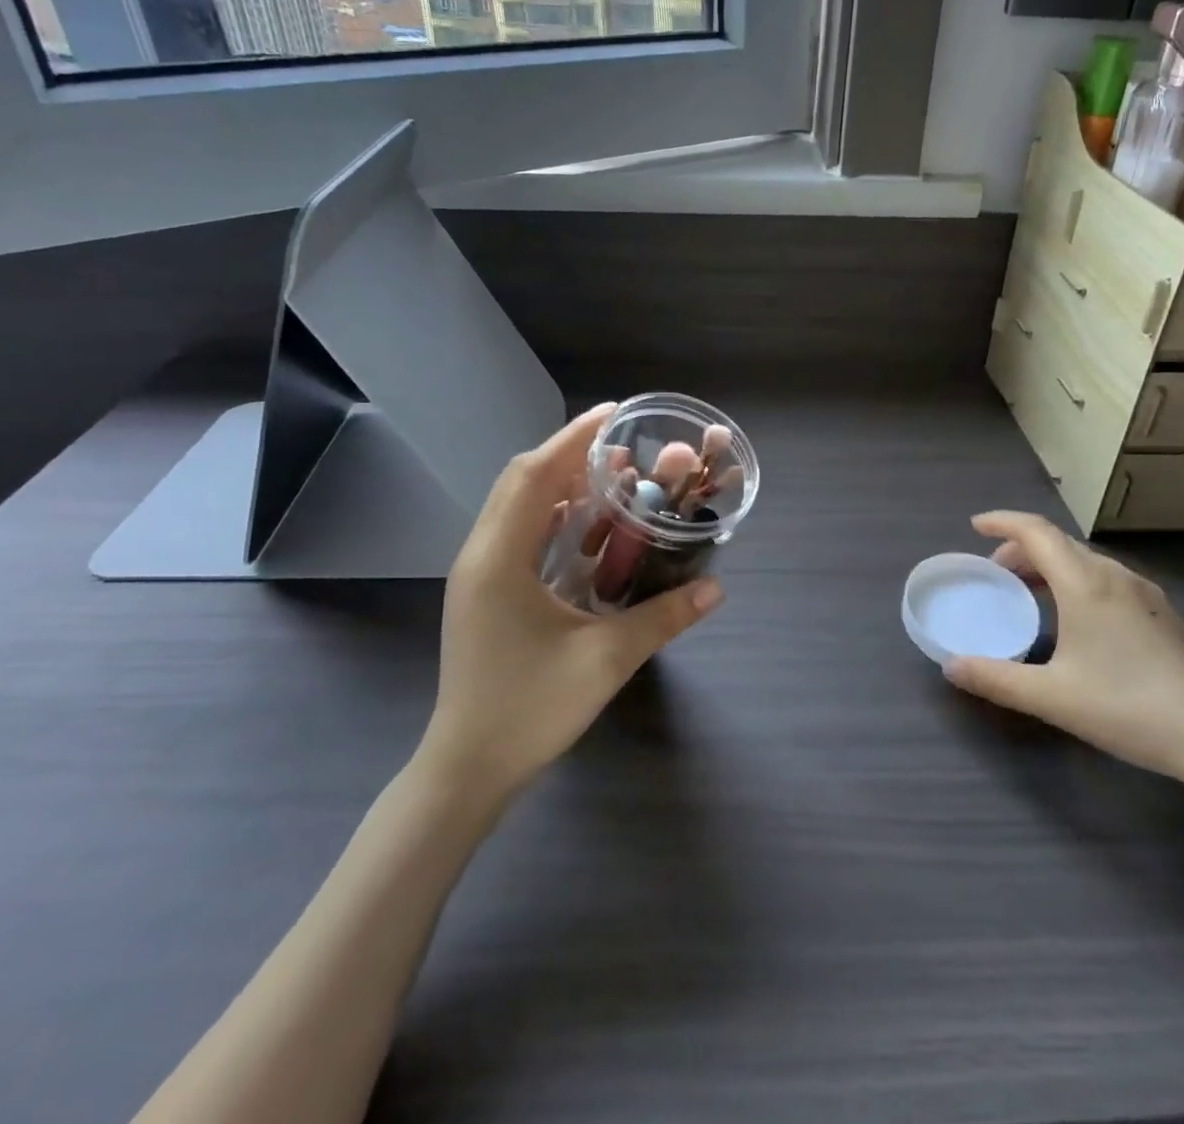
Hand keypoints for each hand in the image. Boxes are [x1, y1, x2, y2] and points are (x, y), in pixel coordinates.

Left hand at [422, 404, 723, 808]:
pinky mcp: (483, 594)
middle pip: (522, 481)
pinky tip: (586, 529)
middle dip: (570, 455)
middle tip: (620, 448)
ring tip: (609, 478)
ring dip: (560, 485)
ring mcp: (478, 575)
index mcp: (499, 557)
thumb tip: (716, 588)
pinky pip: (517, 534)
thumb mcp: (605, 660)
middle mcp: (481, 554)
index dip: (574, 438)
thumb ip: (663, 618)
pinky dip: (551, 517)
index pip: (535, 475)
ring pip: (517, 507)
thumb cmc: (530, 709)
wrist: (467, 769)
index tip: (612, 413)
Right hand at [943, 512, 1183, 796]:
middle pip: (1059, 542)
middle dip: (1020, 548)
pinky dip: (1075, 580)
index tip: (974, 525)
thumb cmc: (1131, 708)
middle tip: (995, 573)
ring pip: (1085, 560)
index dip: (1002, 521)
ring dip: (1049, 565)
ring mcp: (1145, 593)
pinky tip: (1075, 618)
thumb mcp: (1053, 698)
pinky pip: (1105, 578)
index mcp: (1085, 583)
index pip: (1036, 531)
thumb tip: (951, 666)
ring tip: (1029, 593)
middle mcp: (1115, 576)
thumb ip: (996, 679)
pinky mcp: (1162, 614)